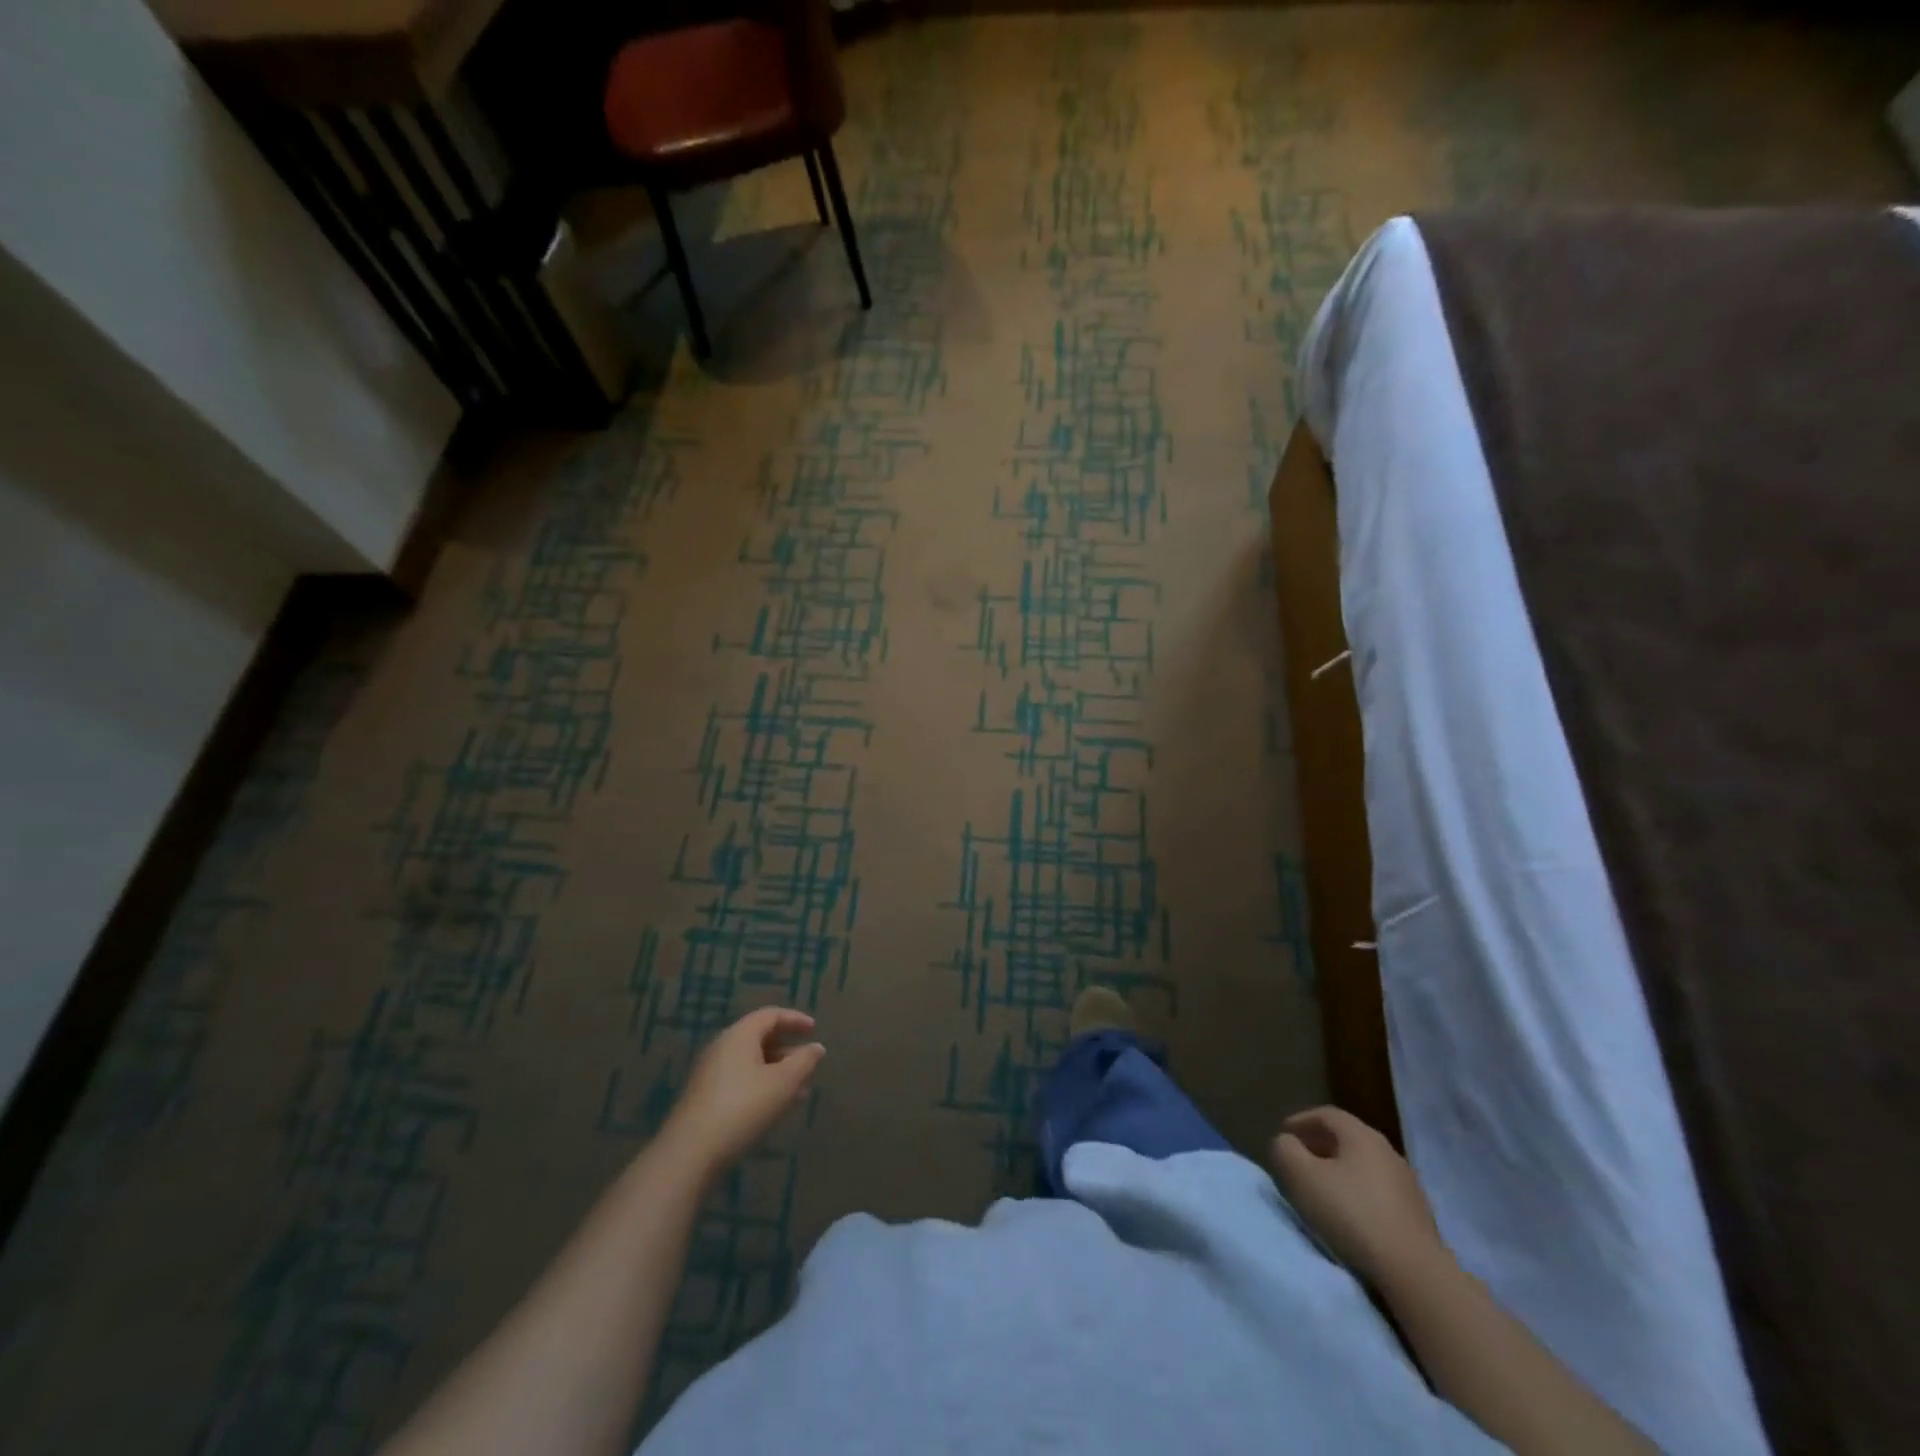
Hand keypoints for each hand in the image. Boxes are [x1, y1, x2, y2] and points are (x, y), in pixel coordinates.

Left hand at [659, 1008, 824, 1182]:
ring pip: (752, 1063)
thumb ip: (804, 1061)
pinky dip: (762, 1085)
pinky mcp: (705, 1097)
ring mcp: (710, 1073)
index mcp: (739, 1035)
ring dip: (777, 1072)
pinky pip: (741, 1080)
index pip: (771, 1015)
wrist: (690, 1154)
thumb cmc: (743, 1108)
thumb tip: (816, 1048)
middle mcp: (722, 1047)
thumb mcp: (783, 1083)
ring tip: (799, 1092)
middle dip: (788, 1050)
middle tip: (808, 1065)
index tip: (814, 1029)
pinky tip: (774, 1108)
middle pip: (760, 1038)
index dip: (795, 1019)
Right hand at [1270, 1105, 1447, 1286]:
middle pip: (1347, 1138)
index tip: (1283, 1134)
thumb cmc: (1352, 1215)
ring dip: (1340, 1170)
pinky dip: (1359, 1192)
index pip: (1327, 1114)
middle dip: (1320, 1144)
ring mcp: (1408, 1184)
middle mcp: (1388, 1152)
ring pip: (1364, 1165)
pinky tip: (1350, 1212)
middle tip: (1299, 1159)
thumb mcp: (1302, 1177)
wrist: (1415, 1273)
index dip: (1301, 1120)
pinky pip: (1379, 1191)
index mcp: (1362, 1136)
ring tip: (1322, 1187)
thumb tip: (1286, 1142)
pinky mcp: (1418, 1215)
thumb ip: (1286, 1150)